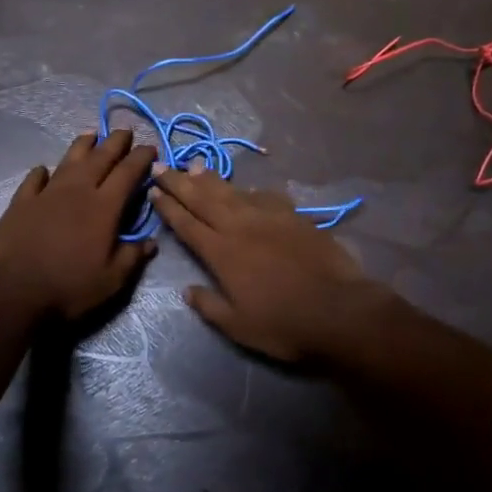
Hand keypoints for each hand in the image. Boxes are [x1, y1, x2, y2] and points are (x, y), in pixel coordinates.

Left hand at [0, 130, 157, 320]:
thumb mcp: (111, 281)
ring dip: (82, 145)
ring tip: (91, 134)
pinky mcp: (21, 202)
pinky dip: (42, 172)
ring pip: (69, 160)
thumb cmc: (68, 287)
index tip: (151, 148)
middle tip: (125, 131)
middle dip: (115, 142)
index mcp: (104, 207)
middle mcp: (77, 191)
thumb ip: (132, 257)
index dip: (141, 158)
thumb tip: (150, 241)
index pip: (128, 173)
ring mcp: (47, 193)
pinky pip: (34, 179)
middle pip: (100, 158)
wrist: (11, 290)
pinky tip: (44, 169)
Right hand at [149, 164, 384, 361]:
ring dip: (210, 178)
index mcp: (221, 253)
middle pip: (203, 199)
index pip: (186, 224)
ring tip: (194, 165)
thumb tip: (187, 290)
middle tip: (161, 165)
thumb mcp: (238, 326)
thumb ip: (209, 306)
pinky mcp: (294, 216)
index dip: (168, 207)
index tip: (153, 191)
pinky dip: (249, 190)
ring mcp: (269, 218)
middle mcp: (240, 227)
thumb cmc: (283, 324)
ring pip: (232, 191)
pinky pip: (265, 196)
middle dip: (180, 182)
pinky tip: (246, 187)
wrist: (338, 309)